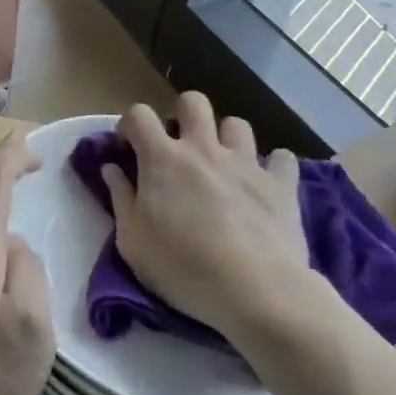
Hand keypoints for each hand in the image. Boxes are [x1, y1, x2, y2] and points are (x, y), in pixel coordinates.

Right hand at [100, 94, 309, 347]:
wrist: (257, 292)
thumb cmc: (183, 268)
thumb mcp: (133, 242)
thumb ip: (120, 198)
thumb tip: (111, 169)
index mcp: (162, 159)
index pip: (138, 114)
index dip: (130, 124)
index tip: (130, 147)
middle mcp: (203, 149)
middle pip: (193, 102)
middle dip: (184, 115)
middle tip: (180, 147)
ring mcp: (245, 163)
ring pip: (237, 124)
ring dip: (227, 139)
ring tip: (224, 165)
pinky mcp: (281, 185)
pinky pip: (283, 158)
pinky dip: (274, 166)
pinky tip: (267, 183)